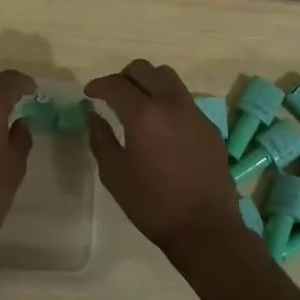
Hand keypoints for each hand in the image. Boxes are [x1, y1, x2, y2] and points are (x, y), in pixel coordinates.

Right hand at [86, 59, 242, 260]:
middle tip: (112, 95)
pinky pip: (184, 100)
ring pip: (168, 78)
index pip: (116, 84)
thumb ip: (100, 138)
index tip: (89, 94)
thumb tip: (92, 115)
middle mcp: (171, 104)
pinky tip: (162, 126)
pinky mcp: (210, 127)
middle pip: (145, 69)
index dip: (98, 85)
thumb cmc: (152, 204)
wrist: (205, 229)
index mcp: (144, 114)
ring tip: (138, 104)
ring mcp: (194, 113)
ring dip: (149, 83)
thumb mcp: (114, 174)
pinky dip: (167, 101)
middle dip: (124, 76)